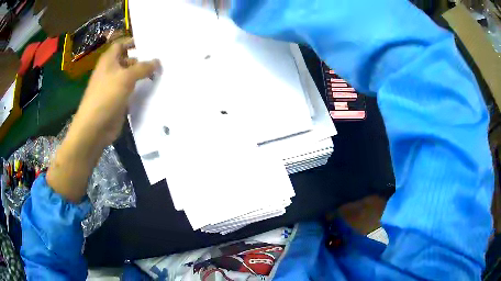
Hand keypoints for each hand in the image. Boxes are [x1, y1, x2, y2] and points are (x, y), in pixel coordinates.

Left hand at [47, 38, 159, 202]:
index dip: (133, 42)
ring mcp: (114, 87)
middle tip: (161, 60)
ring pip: (130, 76)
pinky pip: (131, 91)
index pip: (121, 45)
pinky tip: (153, 89)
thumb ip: (143, 67)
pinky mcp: (118, 100)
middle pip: (128, 60)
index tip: (150, 44)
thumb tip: (158, 61)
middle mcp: (111, 71)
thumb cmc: (106, 96)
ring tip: (161, 74)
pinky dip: (140, 89)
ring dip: (142, 75)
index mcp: (109, 61)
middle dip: (142, 59)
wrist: (95, 127)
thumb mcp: (126, 77)